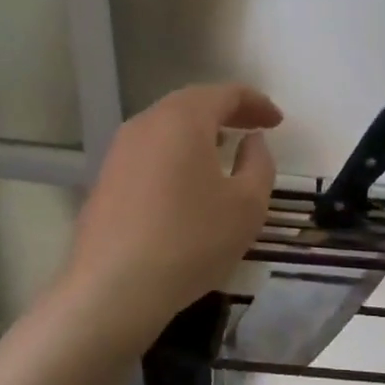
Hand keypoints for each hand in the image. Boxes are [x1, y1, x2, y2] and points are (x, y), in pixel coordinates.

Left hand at [64, 83, 281, 333]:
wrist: (113, 290)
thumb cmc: (191, 241)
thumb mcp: (248, 205)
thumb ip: (259, 163)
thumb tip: (251, 141)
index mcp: (183, 119)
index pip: (225, 94)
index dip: (256, 103)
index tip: (278, 122)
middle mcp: (146, 124)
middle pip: (192, 103)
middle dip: (227, 111)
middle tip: (255, 127)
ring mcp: (119, 151)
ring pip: (167, 126)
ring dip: (199, 131)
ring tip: (224, 148)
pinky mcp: (106, 179)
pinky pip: (150, 150)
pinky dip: (176, 152)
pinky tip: (188, 179)